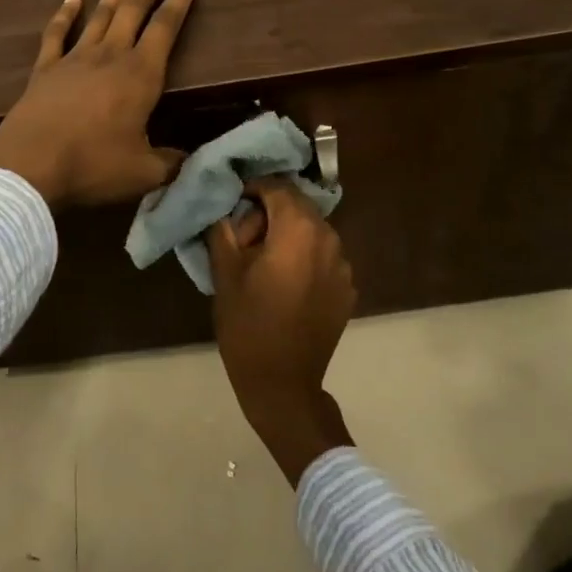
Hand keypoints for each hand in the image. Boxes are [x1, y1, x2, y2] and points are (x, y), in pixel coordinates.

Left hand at [0, 0, 198, 206]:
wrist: (30, 166)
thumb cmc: (93, 165)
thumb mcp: (144, 172)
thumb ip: (170, 163)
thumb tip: (189, 160)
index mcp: (140, 75)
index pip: (166, 28)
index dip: (180, 1)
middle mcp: (110, 56)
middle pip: (134, 10)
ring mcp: (74, 59)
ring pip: (100, 15)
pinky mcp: (45, 69)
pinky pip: (57, 33)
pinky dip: (65, 14)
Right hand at [208, 177, 356, 484]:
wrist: (283, 384)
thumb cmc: (248, 325)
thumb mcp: (225, 273)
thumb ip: (224, 229)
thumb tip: (224, 207)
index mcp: (299, 230)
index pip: (277, 187)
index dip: (252, 189)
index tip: (232, 204)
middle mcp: (329, 239)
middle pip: (297, 207)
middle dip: (269, 214)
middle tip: (243, 239)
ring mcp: (343, 265)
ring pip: (311, 232)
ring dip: (287, 236)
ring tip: (262, 263)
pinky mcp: (347, 288)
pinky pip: (323, 257)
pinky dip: (303, 258)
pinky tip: (284, 284)